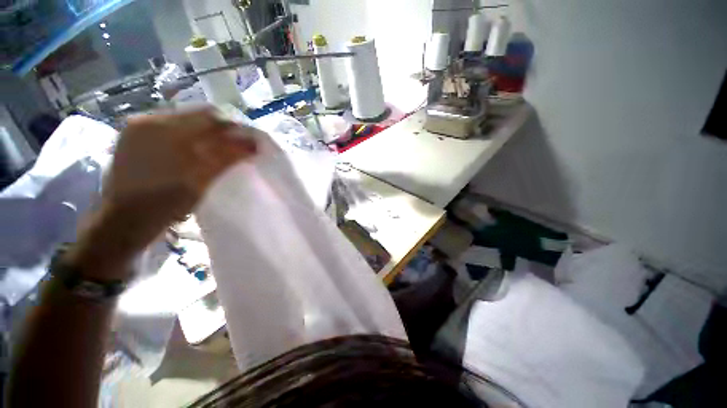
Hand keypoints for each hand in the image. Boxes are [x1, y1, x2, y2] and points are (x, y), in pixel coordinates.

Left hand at [68, 108, 258, 278]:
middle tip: (238, 147)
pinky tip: (198, 152)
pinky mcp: (134, 138)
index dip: (234, 127)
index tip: (250, 141)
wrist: (123, 222)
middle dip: (222, 130)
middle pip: (197, 116)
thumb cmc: (164, 204)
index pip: (209, 116)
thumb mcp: (202, 180)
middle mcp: (149, 121)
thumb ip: (228, 157)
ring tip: (221, 150)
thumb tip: (254, 144)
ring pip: (185, 123)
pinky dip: (191, 138)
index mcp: (163, 128)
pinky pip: (171, 130)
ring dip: (207, 134)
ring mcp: (139, 128)